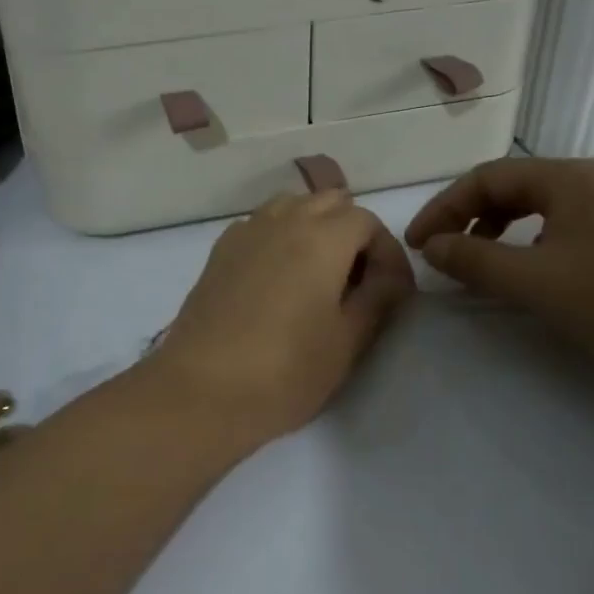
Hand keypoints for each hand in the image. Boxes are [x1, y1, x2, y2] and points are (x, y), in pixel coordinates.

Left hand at [142, 190, 415, 454]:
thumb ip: (378, 298)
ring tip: (320, 276)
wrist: (200, 391)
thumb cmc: (285, 371)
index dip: (387, 253)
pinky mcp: (219, 252)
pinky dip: (280, 236)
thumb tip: (391, 277)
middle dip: (352, 233)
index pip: (368, 221)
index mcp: (321, 237)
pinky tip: (279, 280)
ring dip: (315, 228)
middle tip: (358, 281)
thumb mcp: (348, 341)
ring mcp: (245, 232)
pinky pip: (261, 224)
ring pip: (292, 207)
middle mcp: (282, 220)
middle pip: (330, 202)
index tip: (392, 292)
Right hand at [406, 158, 593, 406]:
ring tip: (470, 263)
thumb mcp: (534, 282)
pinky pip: (551, 228)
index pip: (486, 178)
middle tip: (438, 252)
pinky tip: (514, 271)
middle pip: (507, 188)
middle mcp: (585, 182)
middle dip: (466, 217)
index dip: (444, 208)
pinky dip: (520, 244)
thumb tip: (430, 247)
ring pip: (529, 208)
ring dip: (491, 231)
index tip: (417, 244)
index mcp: (566, 178)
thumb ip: (474, 260)